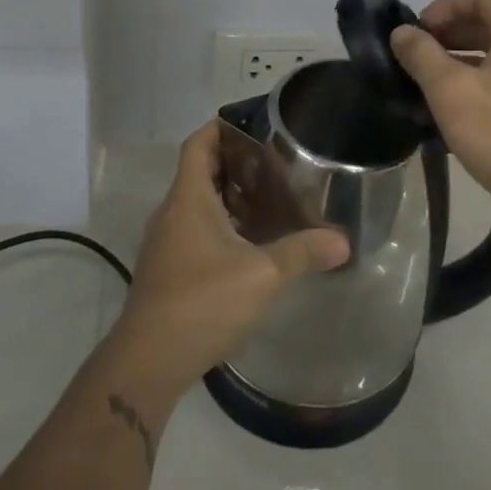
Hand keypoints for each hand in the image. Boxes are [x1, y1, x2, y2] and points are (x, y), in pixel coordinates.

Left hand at [111, 121, 348, 387]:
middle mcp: (172, 212)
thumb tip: (343, 241)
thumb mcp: (261, 274)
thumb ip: (301, 252)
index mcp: (188, 198)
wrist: (147, 362)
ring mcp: (166, 241)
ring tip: (270, 200)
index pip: (199, 143)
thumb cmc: (201, 302)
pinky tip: (250, 243)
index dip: (222, 128)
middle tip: (276, 165)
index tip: (255, 126)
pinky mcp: (168, 268)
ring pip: (198, 202)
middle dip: (236, 163)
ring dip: (230, 196)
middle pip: (201, 170)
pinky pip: (195, 229)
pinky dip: (222, 224)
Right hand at [390, 0, 490, 227]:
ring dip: (458, 57)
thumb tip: (402, 32)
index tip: (420, 31)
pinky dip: (473, 80)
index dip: (445, 5)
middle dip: (448, 31)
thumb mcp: (448, 88)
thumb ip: (421, 54)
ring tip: (426, 81)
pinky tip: (450, 108)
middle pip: (488, 21)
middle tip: (417, 54)